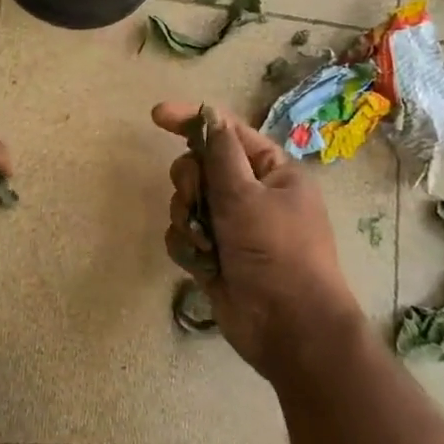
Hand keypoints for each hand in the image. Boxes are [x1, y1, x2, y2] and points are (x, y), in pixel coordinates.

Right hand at [152, 102, 363, 380]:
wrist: (288, 327)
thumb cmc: (276, 253)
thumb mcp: (247, 196)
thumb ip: (221, 154)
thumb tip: (210, 116)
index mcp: (271, 172)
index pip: (227, 132)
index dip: (192, 120)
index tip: (156, 116)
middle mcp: (250, 194)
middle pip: (199, 168)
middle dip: (191, 184)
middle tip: (197, 201)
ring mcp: (231, 227)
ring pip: (185, 204)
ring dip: (188, 220)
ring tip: (206, 245)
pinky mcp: (213, 256)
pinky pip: (183, 236)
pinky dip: (188, 248)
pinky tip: (203, 265)